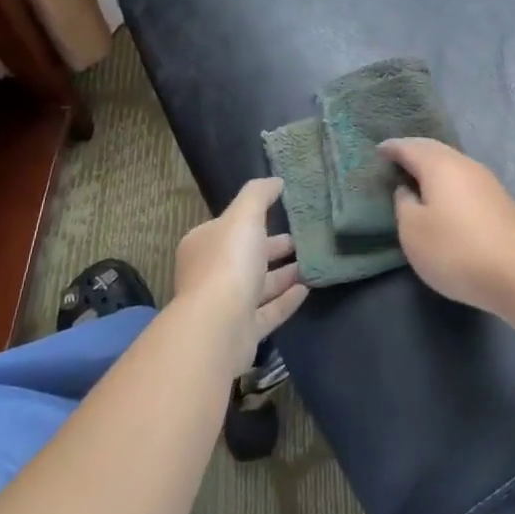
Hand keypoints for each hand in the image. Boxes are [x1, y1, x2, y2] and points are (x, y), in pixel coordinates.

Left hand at [172, 177, 308, 366]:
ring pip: (258, 286)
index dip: (254, 221)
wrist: (218, 327)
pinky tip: (307, 290)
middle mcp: (210, 275)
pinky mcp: (241, 332)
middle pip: (245, 257)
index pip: (229, 228)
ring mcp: (225, 306)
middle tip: (302, 240)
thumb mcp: (244, 216)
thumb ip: (259, 195)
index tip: (282, 215)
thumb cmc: (228, 263)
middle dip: (272, 248)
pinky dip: (286, 300)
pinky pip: (268, 312)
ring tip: (311, 263)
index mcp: (203, 245)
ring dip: (283, 275)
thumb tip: (275, 181)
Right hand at [377, 138, 514, 311]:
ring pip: (455, 164)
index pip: (411, 147)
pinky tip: (447, 196)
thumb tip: (408, 189)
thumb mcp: (413, 231)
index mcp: (440, 166)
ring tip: (419, 176)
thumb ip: (404, 204)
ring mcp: (488, 181)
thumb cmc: (454, 249)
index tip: (379, 150)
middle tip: (397, 157)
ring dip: (435, 166)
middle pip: (436, 150)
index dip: (393, 148)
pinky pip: (467, 180)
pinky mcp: (501, 200)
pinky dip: (450, 181)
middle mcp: (465, 165)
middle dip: (415, 151)